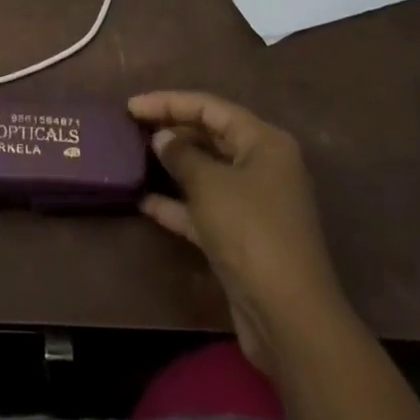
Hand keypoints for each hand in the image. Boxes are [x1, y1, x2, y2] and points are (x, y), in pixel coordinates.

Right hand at [129, 90, 351, 377]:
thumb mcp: (210, 185)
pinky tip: (144, 202)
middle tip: (131, 128)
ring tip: (133, 157)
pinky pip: (204, 207)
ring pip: (206, 172)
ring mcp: (253, 203)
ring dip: (172, 166)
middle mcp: (263, 166)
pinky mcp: (242, 236)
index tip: (131, 106)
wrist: (288, 317)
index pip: (210, 107)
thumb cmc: (250, 232)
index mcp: (264, 142)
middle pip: (210, 135)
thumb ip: (181, 155)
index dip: (169, 102)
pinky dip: (177, 203)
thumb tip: (162, 138)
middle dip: (172, 130)